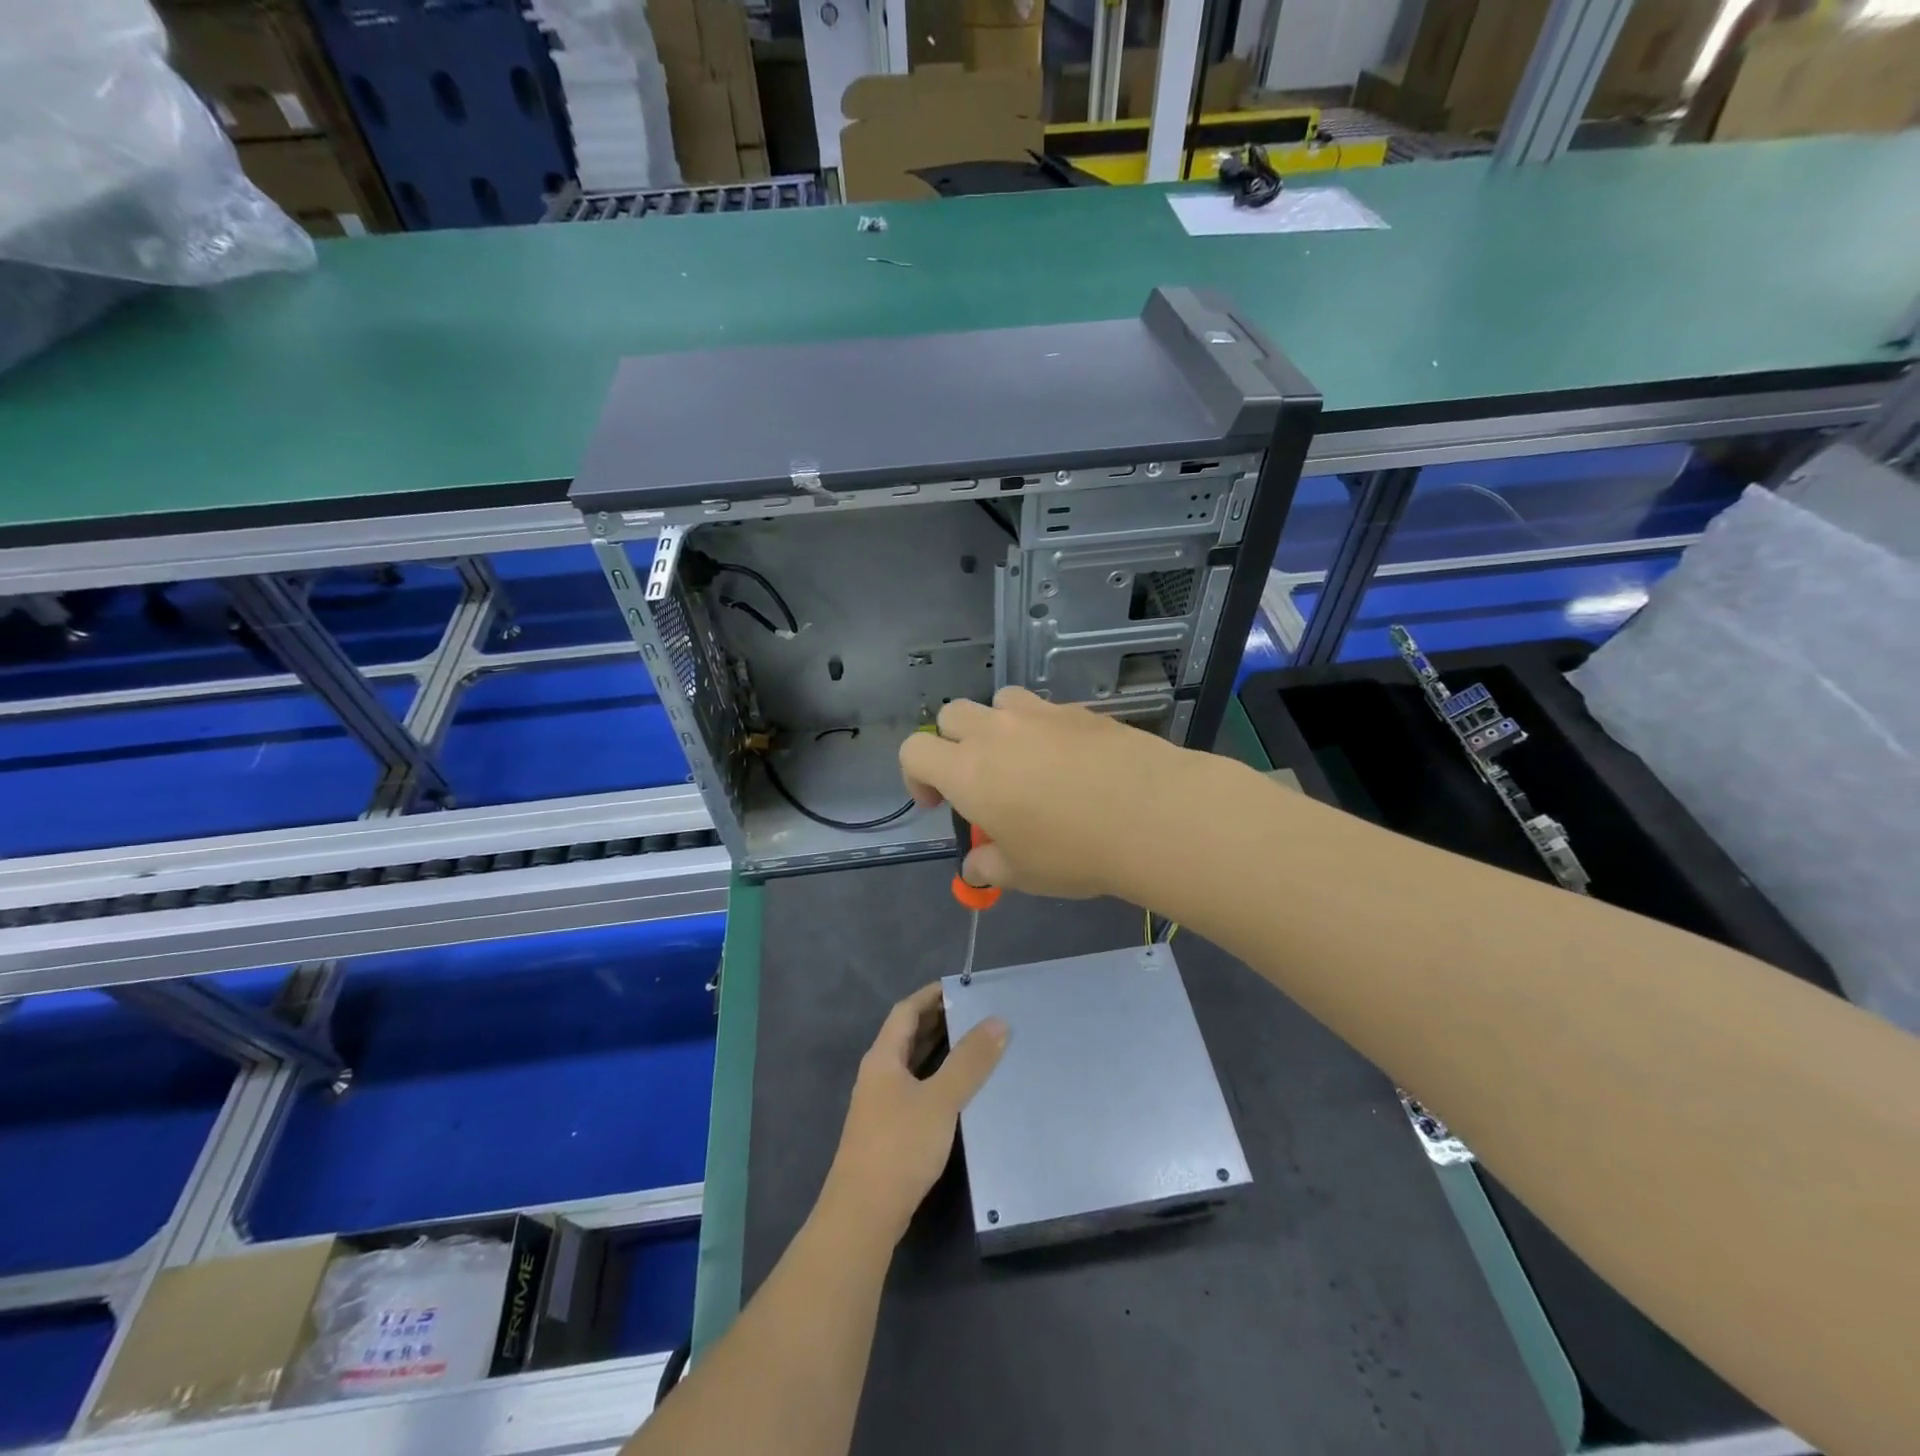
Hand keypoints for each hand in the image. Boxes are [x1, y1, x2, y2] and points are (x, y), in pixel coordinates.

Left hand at [822, 984, 1007, 1244]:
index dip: (931, 996)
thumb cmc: (900, 1146)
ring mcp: (881, 1105)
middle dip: (938, 1021)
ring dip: (939, 1050)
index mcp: (883, 1057)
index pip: (906, 1011)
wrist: (863, 1215)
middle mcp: (878, 1075)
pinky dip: (936, 1078)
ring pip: (912, 1064)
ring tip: (975, 1044)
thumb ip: (969, 1061)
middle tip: (976, 1012)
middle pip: (907, 1036)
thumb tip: (998, 1021)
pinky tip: (959, 1091)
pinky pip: (916, 1089)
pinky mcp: (889, 1131)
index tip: (963, 987)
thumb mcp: (940, 1099)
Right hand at [897, 686, 1212, 900]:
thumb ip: (988, 866)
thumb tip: (975, 866)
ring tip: (1023, 760)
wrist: (1150, 814)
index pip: (914, 751)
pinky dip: (1043, 730)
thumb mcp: (1022, 873)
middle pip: (951, 715)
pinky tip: (1071, 762)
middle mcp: (995, 732)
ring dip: (998, 725)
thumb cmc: (1072, 850)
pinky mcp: (1079, 710)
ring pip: (999, 701)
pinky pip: (1046, 710)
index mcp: (967, 771)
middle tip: (978, 780)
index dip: (916, 776)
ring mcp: (1039, 714)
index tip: (940, 803)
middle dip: (952, 742)